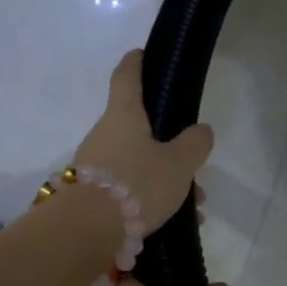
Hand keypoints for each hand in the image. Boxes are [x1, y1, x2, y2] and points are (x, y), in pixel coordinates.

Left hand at [72, 49, 213, 229]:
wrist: (86, 231)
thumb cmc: (136, 184)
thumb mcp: (179, 164)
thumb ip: (194, 145)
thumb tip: (200, 130)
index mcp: (124, 115)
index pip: (127, 77)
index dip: (136, 63)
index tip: (141, 54)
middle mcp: (104, 134)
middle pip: (139, 129)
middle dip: (168, 146)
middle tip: (193, 166)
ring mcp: (94, 165)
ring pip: (136, 163)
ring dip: (164, 180)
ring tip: (192, 206)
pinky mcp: (91, 194)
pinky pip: (127, 189)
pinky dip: (150, 199)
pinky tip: (172, 223)